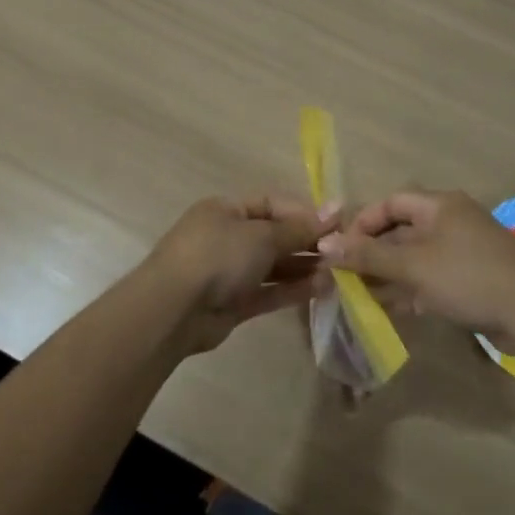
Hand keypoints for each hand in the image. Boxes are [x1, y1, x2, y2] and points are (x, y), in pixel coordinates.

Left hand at [141, 194, 335, 353]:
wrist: (173, 310)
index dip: (304, 213)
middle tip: (341, 251)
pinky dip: (293, 290)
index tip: (336, 224)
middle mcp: (227, 237)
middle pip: (274, 236)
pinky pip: (268, 291)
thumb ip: (299, 228)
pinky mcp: (233, 303)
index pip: (272, 204)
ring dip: (304, 268)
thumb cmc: (217, 256)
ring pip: (273, 266)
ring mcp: (228, 272)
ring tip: (338, 272)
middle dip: (307, 242)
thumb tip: (336, 209)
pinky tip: (322, 289)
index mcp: (226, 210)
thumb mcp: (262, 236)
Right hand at [319, 189, 514, 335]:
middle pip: (402, 231)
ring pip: (416, 258)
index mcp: (439, 205)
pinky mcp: (473, 278)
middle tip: (346, 276)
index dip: (363, 222)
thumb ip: (368, 256)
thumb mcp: (412, 266)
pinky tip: (392, 309)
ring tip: (360, 296)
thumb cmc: (467, 276)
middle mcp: (451, 220)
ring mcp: (464, 250)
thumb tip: (325, 245)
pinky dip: (411, 289)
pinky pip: (433, 277)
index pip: (391, 203)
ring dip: (389, 274)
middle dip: (373, 253)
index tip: (342, 248)